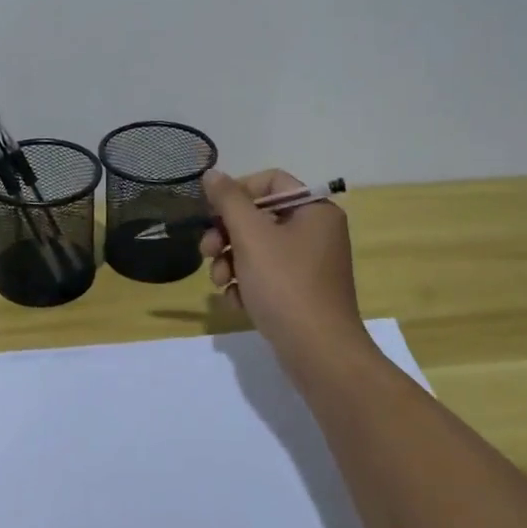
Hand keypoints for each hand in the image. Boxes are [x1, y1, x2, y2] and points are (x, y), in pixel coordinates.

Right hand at [200, 169, 373, 378]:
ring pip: (257, 249)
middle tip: (207, 252)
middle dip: (227, 234)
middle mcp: (316, 232)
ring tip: (219, 283)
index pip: (270, 182)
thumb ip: (229, 201)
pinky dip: (246, 285)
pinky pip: (266, 276)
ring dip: (231, 262)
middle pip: (260, 217)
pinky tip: (236, 302)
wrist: (319, 353)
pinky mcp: (301, 293)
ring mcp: (309, 265)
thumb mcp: (251, 236)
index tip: (212, 212)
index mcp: (315, 210)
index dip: (237, 192)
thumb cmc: (286, 285)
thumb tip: (212, 174)